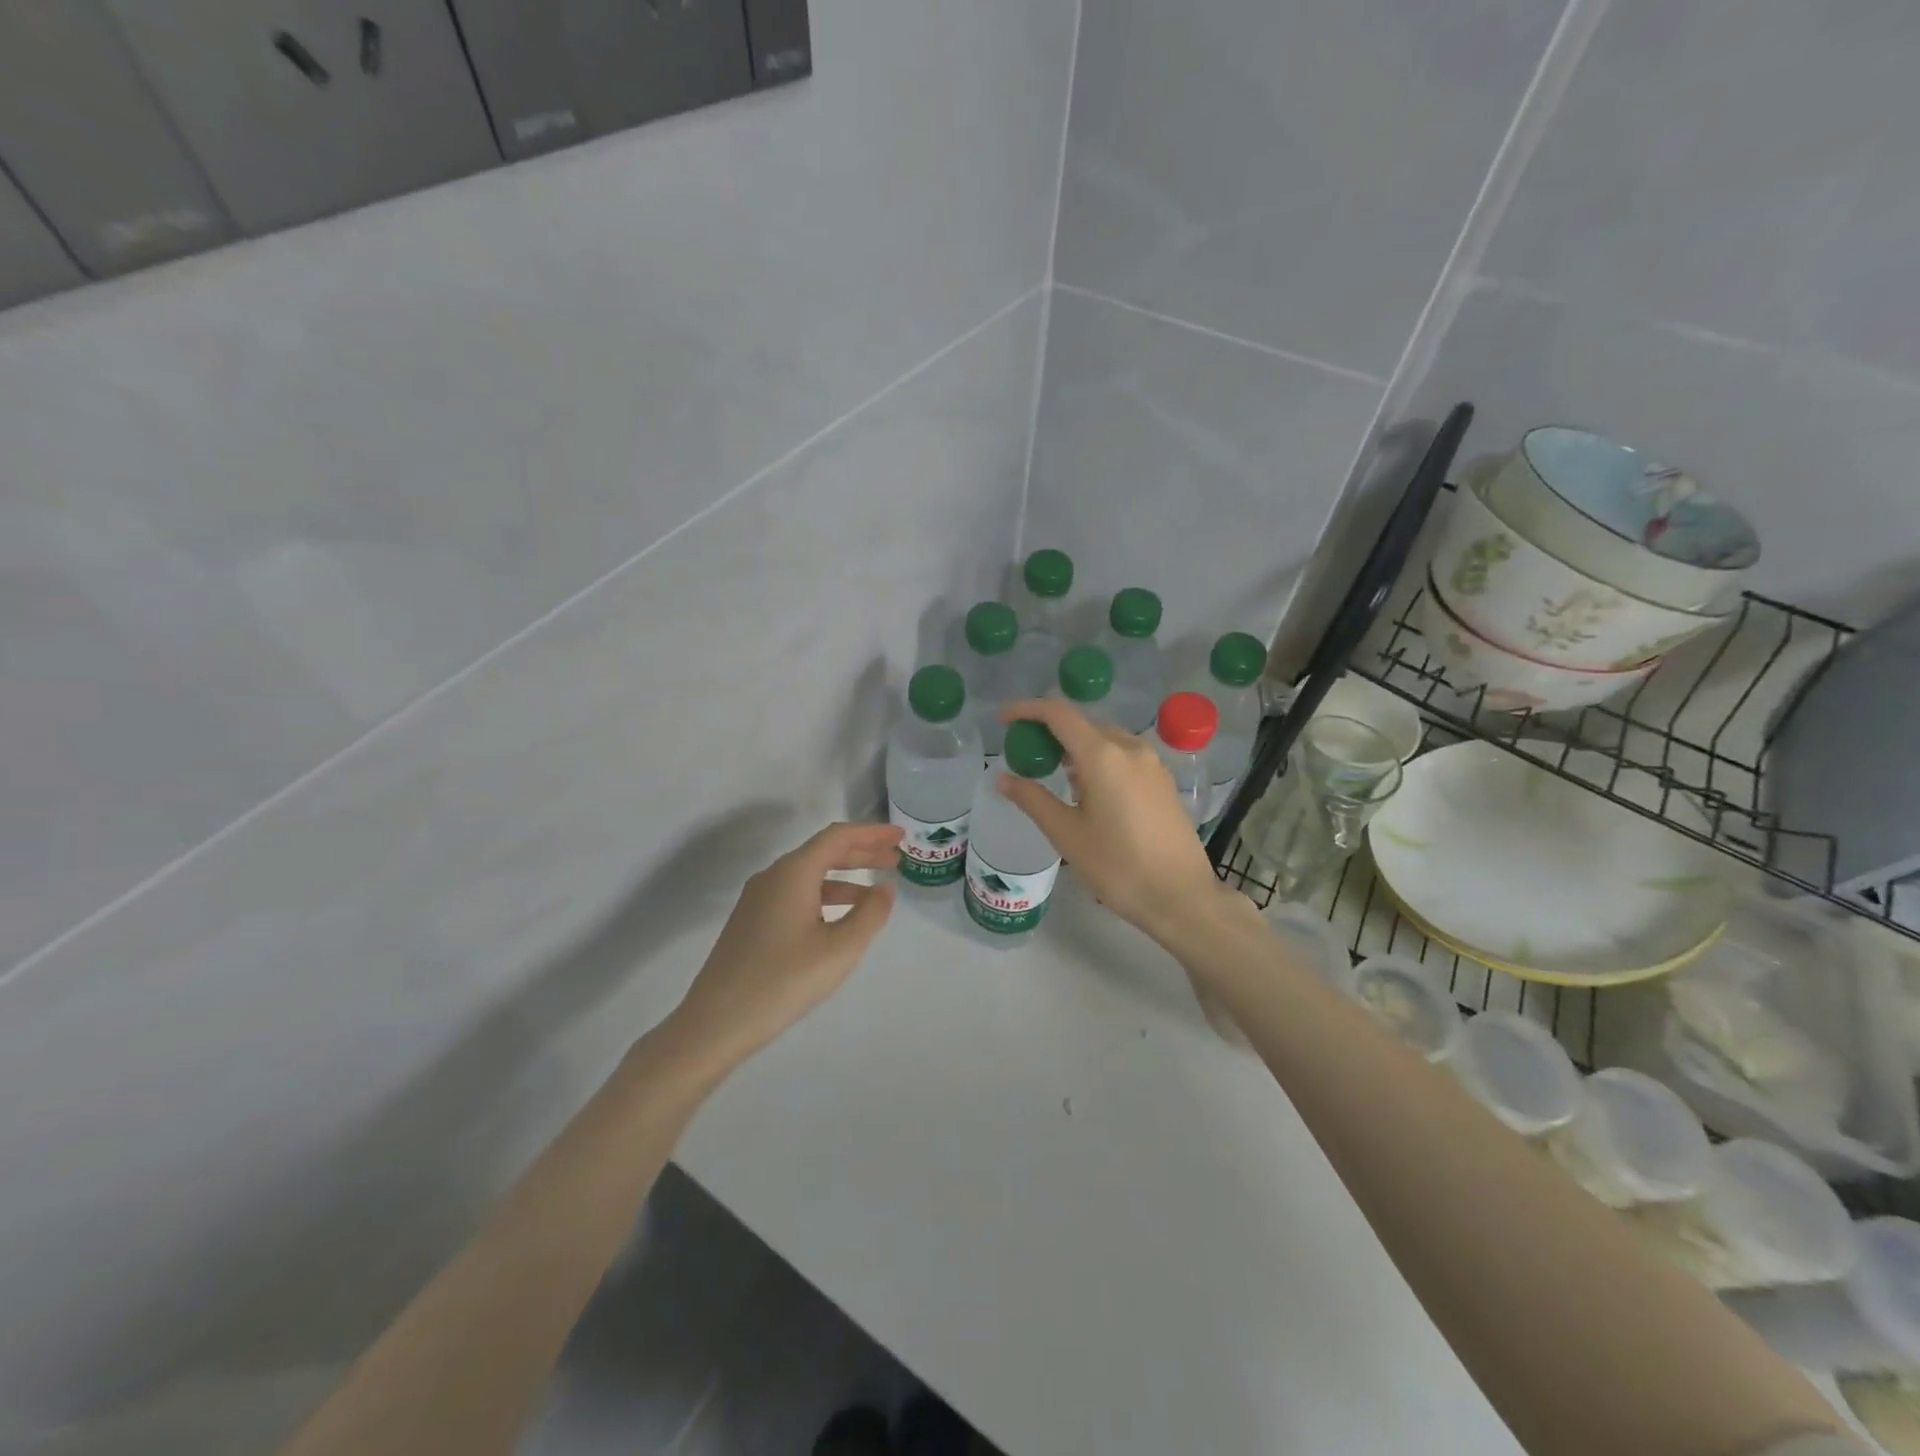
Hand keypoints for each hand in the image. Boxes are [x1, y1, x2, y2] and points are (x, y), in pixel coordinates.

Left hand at [665, 822, 903, 1075]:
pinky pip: (796, 894)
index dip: (872, 833)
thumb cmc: (783, 981)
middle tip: (896, 859)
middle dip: (862, 853)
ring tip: (876, 892)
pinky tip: (840, 918)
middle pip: (823, 852)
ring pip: (810, 875)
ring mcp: (758, 900)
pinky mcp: (752, 922)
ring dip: (845, 878)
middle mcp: (773, 877)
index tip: (900, 836)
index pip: (838, 837)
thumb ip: (870, 913)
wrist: (715, 1024)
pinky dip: (825, 896)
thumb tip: (885, 889)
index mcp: (793, 873)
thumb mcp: (840, 949)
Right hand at [995, 699, 1240, 942]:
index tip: (1004, 719)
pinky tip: (1090, 793)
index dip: (1028, 710)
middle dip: (1051, 733)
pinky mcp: (1163, 781)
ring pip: (1105, 741)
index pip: (1059, 714)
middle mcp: (1131, 748)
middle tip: (1026, 756)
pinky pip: (1123, 756)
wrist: (1181, 897)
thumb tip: (1004, 778)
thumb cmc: (1118, 866)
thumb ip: (1033, 799)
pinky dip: (1099, 761)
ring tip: (1056, 778)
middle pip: (1083, 724)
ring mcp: (1152, 764)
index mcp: (1104, 756)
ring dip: (1076, 749)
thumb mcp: (1067, 835)